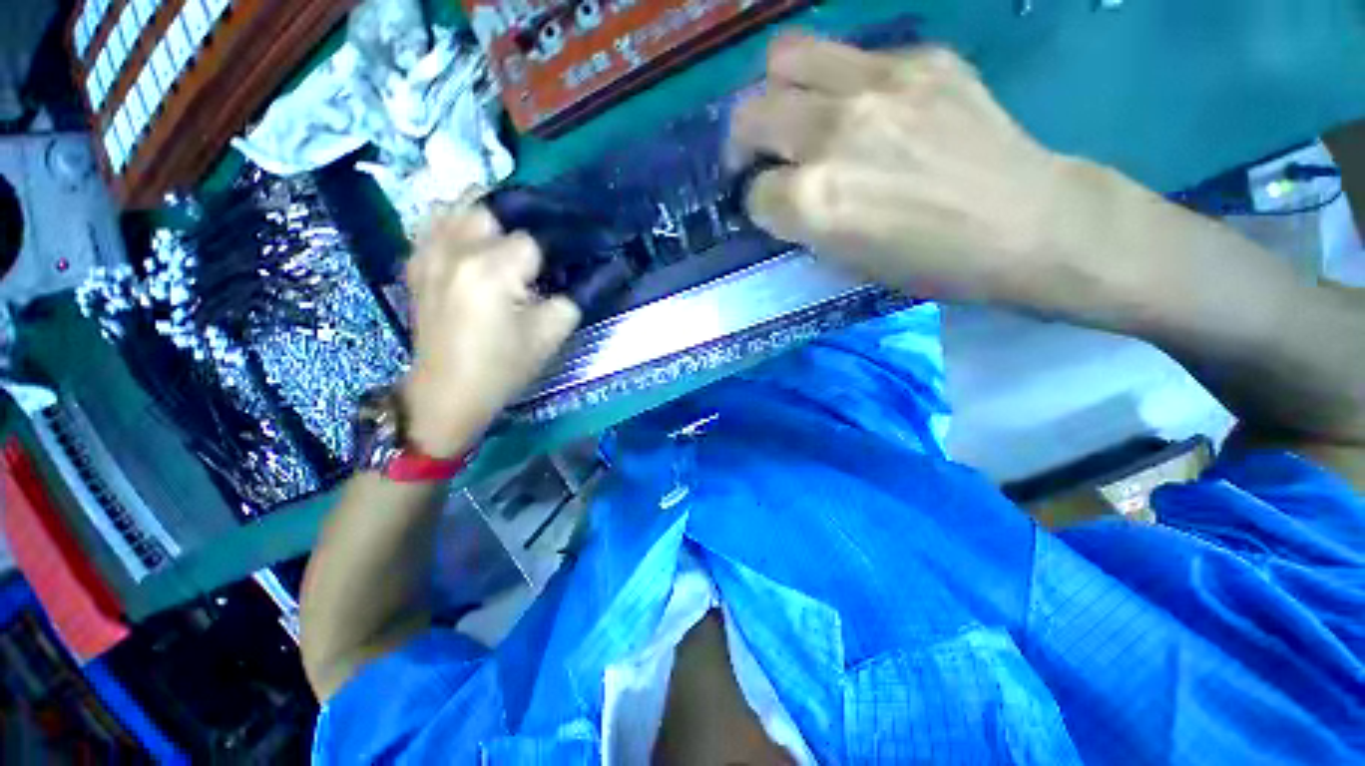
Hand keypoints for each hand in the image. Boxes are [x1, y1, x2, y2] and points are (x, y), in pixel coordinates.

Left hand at [401, 209, 579, 456]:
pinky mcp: (416, 264)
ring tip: (501, 243)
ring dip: (483, 219)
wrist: (448, 391)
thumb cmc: (503, 366)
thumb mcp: (550, 336)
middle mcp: (455, 250)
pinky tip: (470, 246)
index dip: (549, 256)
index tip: (555, 272)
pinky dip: (454, 225)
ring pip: (457, 207)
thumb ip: (571, 298)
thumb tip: (580, 276)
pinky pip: (432, 225)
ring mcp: (428, 254)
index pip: (531, 241)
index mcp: (491, 270)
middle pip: (490, 209)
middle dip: (515, 229)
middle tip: (530, 257)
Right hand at [730, 36, 1105, 308]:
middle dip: (743, 144)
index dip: (759, 206)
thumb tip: (782, 198)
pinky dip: (841, 84)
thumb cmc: (931, 265)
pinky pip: (852, 56)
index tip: (773, 211)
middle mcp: (831, 134)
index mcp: (814, 200)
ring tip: (793, 114)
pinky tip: (864, 108)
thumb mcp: (847, 262)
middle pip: (750, 116)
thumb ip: (803, 224)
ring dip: (776, 92)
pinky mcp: (920, 57)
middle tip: (759, 157)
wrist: (1027, 223)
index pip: (755, 193)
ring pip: (785, 58)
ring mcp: (877, 83)